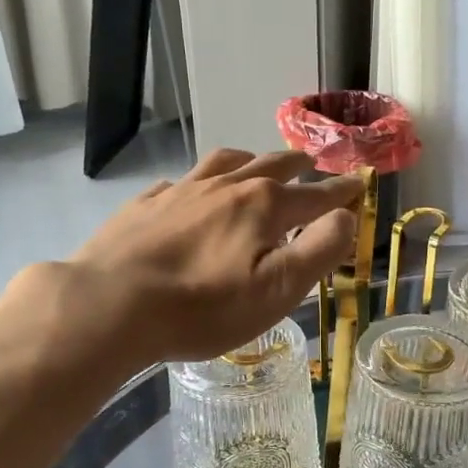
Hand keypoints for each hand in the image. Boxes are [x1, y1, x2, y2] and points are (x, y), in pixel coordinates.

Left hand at [10, 149, 360, 372]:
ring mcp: (183, 191)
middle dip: (298, 165)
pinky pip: (183, 181)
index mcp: (263, 206)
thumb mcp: (276, 290)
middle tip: (311, 162)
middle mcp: (226, 187)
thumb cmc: (202, 307)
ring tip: (257, 162)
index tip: (357, 183)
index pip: (314, 195)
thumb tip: (346, 216)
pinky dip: (201, 181)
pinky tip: (194, 191)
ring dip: (251, 160)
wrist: (110, 304)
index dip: (340, 191)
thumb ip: (318, 250)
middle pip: (271, 166)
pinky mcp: (147, 204)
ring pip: (225, 163)